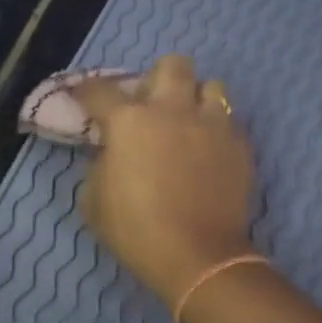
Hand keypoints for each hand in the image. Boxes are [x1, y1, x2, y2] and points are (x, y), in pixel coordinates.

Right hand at [74, 55, 255, 304]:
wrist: (198, 257)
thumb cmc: (136, 230)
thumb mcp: (94, 200)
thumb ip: (100, 164)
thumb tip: (111, 152)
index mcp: (130, 121)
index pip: (100, 90)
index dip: (85, 91)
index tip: (81, 96)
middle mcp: (173, 110)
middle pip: (172, 65)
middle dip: (158, 78)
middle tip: (151, 105)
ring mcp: (213, 125)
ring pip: (212, 85)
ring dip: (195, 98)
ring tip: (188, 122)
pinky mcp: (240, 145)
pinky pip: (229, 122)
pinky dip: (216, 130)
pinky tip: (208, 152)